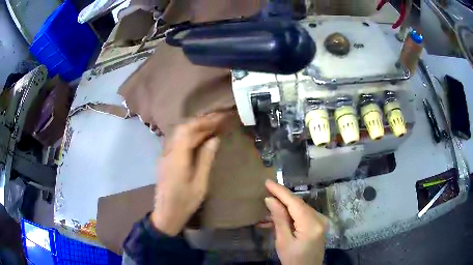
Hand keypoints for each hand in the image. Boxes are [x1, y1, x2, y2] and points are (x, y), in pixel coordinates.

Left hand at [150, 112, 227, 235]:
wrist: (166, 214)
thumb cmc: (184, 202)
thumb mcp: (200, 183)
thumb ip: (206, 159)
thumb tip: (214, 139)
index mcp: (177, 157)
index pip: (187, 130)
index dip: (203, 122)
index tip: (218, 119)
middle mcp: (169, 152)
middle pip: (182, 129)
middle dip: (200, 122)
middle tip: (218, 121)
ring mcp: (165, 155)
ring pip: (179, 134)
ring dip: (195, 128)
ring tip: (212, 127)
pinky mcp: (166, 160)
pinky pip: (178, 141)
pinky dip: (190, 136)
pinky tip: (200, 139)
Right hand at [265, 179, 327, 264]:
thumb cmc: (293, 259)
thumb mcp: (283, 241)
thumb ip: (279, 219)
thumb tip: (270, 199)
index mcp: (312, 225)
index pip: (295, 203)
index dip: (281, 191)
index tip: (268, 182)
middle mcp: (320, 219)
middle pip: (299, 204)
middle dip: (282, 197)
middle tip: (267, 190)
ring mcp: (322, 221)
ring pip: (301, 208)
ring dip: (286, 206)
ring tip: (270, 203)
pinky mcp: (319, 224)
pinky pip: (304, 214)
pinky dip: (291, 213)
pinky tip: (280, 215)